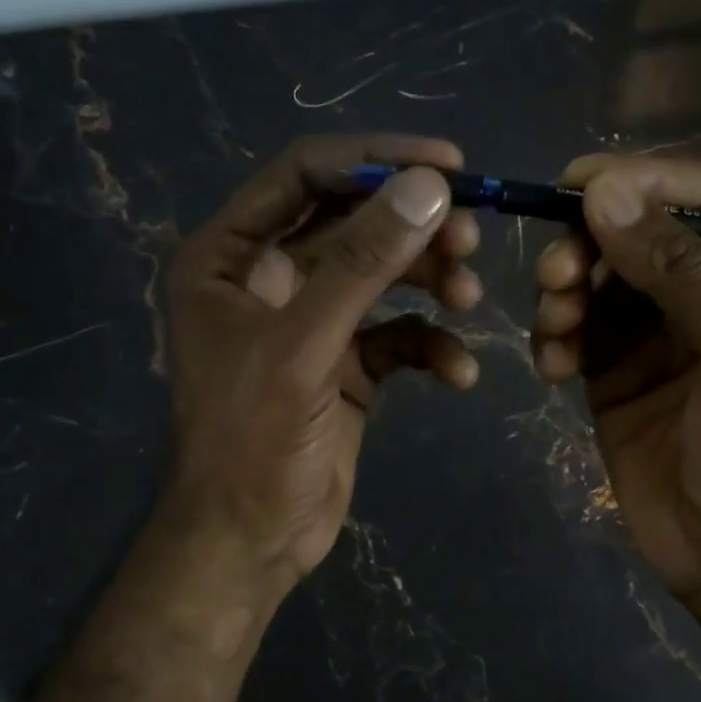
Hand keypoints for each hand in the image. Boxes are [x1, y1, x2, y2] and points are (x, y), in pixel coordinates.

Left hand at [163, 135, 482, 589]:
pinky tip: (458, 374)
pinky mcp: (346, 365)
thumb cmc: (251, 441)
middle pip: (352, 223)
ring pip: (382, 277)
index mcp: (230, 256)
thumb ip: (362, 264)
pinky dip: (430, 347)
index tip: (448, 162)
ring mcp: (311, 323)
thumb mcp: (304, 346)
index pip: (304, 175)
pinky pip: (397, 336)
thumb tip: (429, 186)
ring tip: (469, 301)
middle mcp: (268, 279)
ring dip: (430, 282)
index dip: (374, 160)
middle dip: (412, 228)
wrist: (252, 541)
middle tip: (470, 237)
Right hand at [530, 155, 700, 602]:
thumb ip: (681, 273)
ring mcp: (657, 331)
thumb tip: (604, 192)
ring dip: (564, 292)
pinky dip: (553, 337)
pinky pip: (573, 329)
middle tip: (557, 276)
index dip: (644, 177)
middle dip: (590, 244)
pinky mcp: (613, 370)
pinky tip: (552, 368)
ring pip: (596, 277)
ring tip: (556, 329)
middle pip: (638, 230)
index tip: (577, 183)